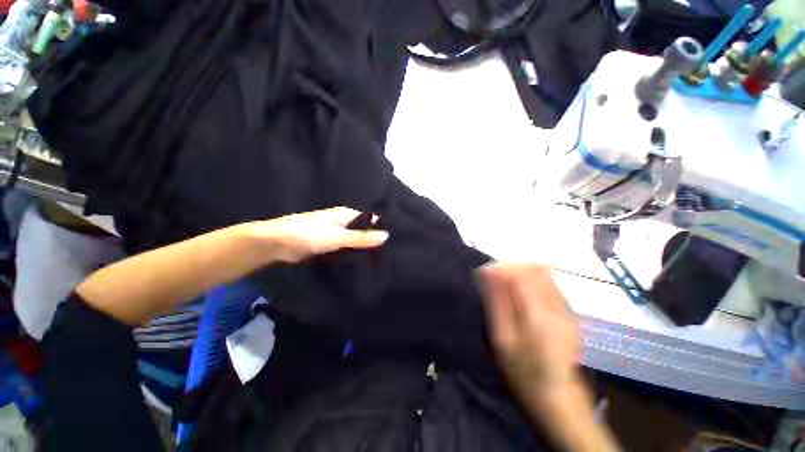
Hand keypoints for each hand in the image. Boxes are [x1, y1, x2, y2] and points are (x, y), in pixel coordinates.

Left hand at [246, 207, 388, 262]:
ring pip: (355, 241)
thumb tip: (387, 236)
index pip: (370, 219)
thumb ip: (361, 237)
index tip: (395, 242)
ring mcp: (336, 234)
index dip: (381, 229)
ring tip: (381, 261)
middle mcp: (343, 222)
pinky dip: (353, 254)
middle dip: (374, 240)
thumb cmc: (308, 235)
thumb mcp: (337, 236)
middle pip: (364, 230)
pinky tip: (363, 264)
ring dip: (364, 249)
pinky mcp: (329, 245)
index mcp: (346, 214)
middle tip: (390, 254)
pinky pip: (345, 249)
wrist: (276, 244)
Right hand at [477, 263, 580, 400]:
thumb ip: (496, 302)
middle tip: (494, 276)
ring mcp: (567, 309)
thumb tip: (487, 273)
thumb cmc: (523, 372)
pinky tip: (520, 292)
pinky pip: (549, 283)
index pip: (521, 274)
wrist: (557, 396)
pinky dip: (531, 280)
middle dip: (511, 267)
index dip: (502, 267)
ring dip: (521, 272)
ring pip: (543, 274)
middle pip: (534, 269)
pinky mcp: (570, 312)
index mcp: (539, 315)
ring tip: (505, 283)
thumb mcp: (502, 339)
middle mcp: (558, 307)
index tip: (487, 271)